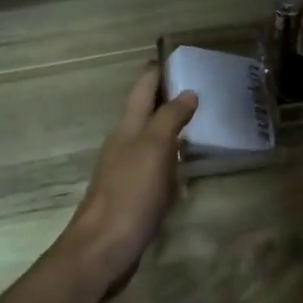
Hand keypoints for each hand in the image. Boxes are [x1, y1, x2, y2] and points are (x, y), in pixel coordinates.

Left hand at [59, 65, 198, 290]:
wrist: (104, 248)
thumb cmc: (130, 193)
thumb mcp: (154, 148)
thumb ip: (170, 118)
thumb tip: (187, 92)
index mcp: (127, 127)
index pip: (142, 88)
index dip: (156, 70)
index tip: (177, 55)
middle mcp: (124, 143)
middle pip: (144, 111)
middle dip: (166, 96)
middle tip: (198, 86)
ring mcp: (126, 170)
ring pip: (150, 138)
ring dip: (169, 126)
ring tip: (198, 120)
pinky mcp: (133, 195)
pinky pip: (155, 165)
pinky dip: (170, 157)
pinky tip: (184, 165)